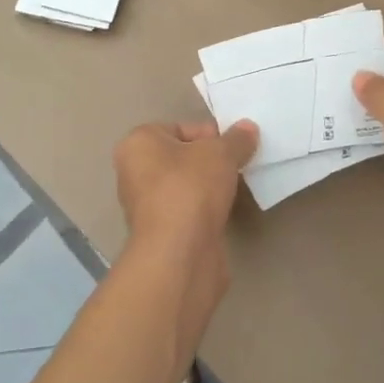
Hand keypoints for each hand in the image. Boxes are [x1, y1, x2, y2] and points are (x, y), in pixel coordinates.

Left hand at [114, 119, 258, 258]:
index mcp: (138, 144)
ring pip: (186, 186)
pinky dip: (206, 211)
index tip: (234, 146)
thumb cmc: (190, 188)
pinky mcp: (162, 234)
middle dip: (210, 161)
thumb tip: (248, 128)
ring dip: (209, 187)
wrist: (180, 255)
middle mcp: (135, 173)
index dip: (210, 134)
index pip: (179, 128)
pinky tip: (225, 212)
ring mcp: (146, 206)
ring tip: (235, 188)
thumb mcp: (221, 153)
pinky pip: (188, 211)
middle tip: (237, 165)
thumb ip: (236, 139)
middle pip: (182, 157)